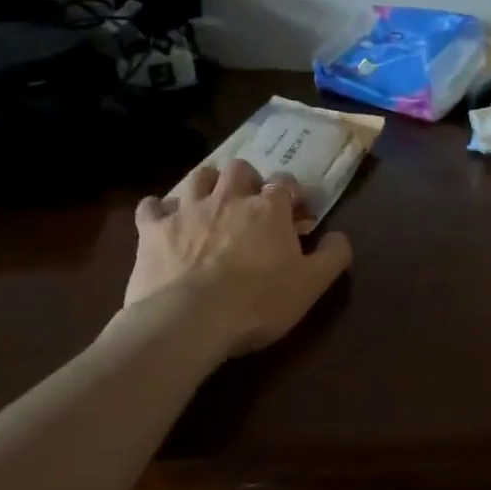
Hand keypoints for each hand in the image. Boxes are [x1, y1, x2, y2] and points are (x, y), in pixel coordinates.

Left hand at [124, 160, 352, 355]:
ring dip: (206, 184)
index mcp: (268, 209)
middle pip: (239, 169)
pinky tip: (161, 220)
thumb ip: (333, 255)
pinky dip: (158, 209)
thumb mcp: (312, 284)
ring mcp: (187, 210)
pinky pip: (151, 206)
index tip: (294, 212)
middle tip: (249, 203)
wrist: (190, 320)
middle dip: (246, 180)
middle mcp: (228, 198)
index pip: (285, 183)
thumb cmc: (259, 302)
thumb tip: (339, 236)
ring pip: (197, 177)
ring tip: (209, 203)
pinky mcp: (153, 230)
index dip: (291, 193)